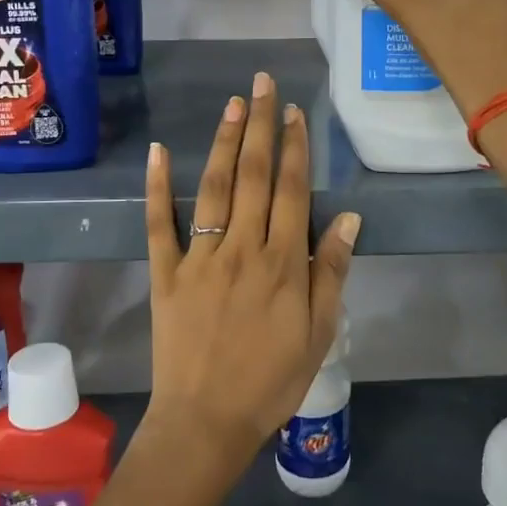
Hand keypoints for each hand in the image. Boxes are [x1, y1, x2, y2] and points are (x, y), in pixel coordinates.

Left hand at [142, 71, 360, 488]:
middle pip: (254, 176)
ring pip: (214, 187)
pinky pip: (160, 224)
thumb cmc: (271, 380)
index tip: (293, 112)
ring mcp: (200, 257)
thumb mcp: (319, 333)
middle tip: (262, 84)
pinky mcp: (166, 272)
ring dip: (223, 142)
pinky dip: (157, 187)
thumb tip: (349, 219)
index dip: (295, 147)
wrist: (206, 421)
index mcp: (282, 263)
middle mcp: (242, 248)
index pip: (292, 190)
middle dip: (260, 125)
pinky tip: (158, 152)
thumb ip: (331, 272)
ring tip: (231, 104)